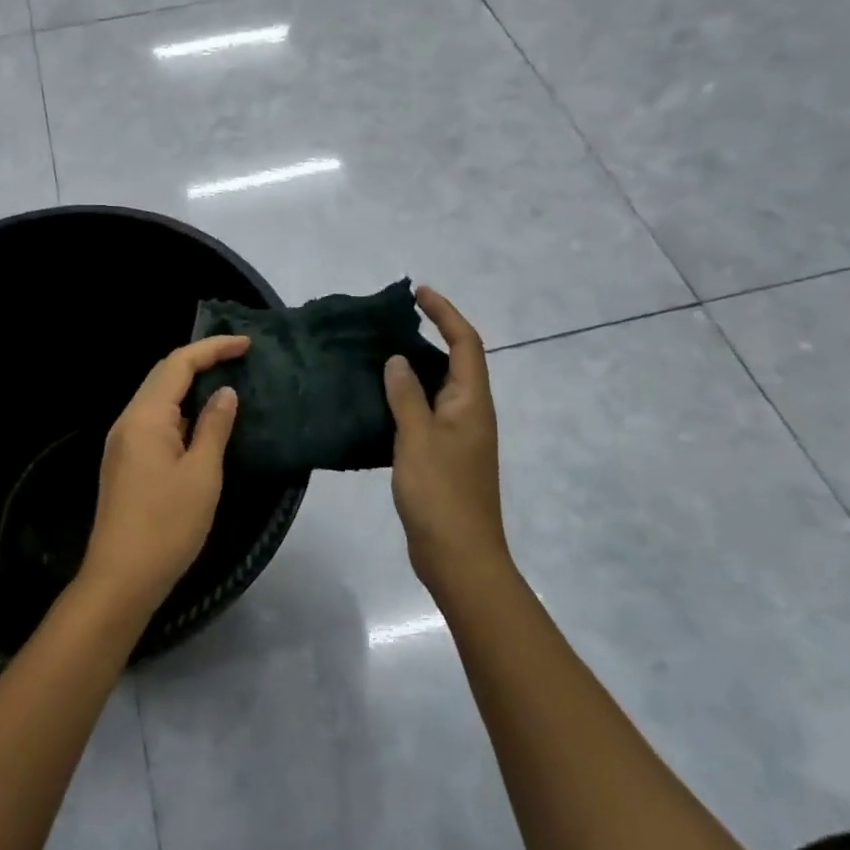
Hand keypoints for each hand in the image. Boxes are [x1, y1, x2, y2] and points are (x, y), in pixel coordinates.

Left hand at [81, 335, 248, 621]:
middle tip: (238, 357)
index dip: (212, 348)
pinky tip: (201, 422)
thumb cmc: (167, 525)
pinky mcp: (125, 462)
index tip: (246, 345)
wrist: (120, 579)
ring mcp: (122, 442)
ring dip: (189, 385)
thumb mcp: (202, 474)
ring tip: (225, 383)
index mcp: (145, 416)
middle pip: (163, 374)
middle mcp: (128, 420)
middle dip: (200, 360)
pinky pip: (154, 420)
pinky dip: (180, 410)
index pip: (178, 363)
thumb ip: (214, 427)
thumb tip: (225, 392)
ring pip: (157, 398)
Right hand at [384, 287, 508, 592]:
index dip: (445, 314)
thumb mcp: (418, 437)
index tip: (418, 294)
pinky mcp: (444, 457)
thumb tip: (397, 360)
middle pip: (456, 362)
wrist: (458, 556)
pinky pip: (426, 413)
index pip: (466, 343)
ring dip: (415, 368)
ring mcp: (459, 437)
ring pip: (439, 389)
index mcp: (472, 403)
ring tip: (378, 355)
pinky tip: (377, 403)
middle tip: (389, 324)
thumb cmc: (441, 493)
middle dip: (430, 336)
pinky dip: (406, 399)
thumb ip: (407, 395)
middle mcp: (471, 414)